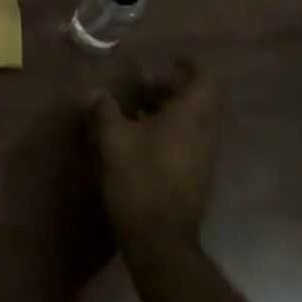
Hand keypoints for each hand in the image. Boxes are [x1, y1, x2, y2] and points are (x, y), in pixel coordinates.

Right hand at [90, 61, 218, 247]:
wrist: (160, 242)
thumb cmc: (140, 179)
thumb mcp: (114, 139)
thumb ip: (106, 110)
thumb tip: (97, 93)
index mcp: (190, 116)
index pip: (205, 78)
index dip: (189, 65)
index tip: (168, 60)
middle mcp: (205, 133)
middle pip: (197, 99)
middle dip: (169, 88)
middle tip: (139, 87)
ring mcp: (204, 159)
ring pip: (193, 122)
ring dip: (168, 111)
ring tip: (135, 112)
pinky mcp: (197, 179)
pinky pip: (189, 142)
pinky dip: (170, 132)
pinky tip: (141, 142)